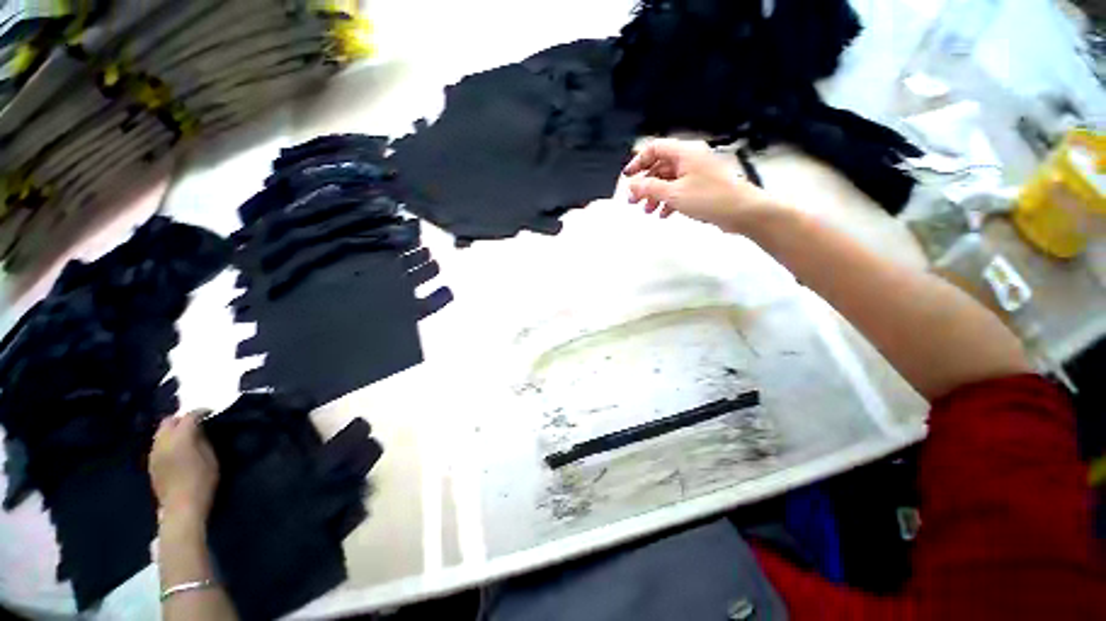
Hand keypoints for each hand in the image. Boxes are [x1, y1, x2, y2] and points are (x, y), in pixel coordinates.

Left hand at [150, 410, 218, 522]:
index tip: (210, 412)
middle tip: (195, 423)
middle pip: (169, 421)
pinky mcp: (151, 463)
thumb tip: (200, 429)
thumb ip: (203, 440)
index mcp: (180, 439)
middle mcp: (163, 442)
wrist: (181, 507)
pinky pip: (158, 444)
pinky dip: (167, 440)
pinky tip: (176, 448)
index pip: (189, 417)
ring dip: (173, 430)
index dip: (200, 412)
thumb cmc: (202, 481)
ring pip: (160, 432)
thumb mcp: (211, 458)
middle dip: (182, 419)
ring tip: (185, 435)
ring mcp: (154, 453)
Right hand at [623, 138, 779, 233]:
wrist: (742, 211)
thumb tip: (631, 186)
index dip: (638, 162)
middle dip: (645, 185)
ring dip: (655, 195)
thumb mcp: (673, 194)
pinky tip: (663, 214)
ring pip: (668, 181)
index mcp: (684, 153)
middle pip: (660, 167)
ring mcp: (697, 173)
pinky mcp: (702, 187)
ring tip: (647, 211)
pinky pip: (679, 190)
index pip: (655, 148)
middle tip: (633, 201)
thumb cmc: (709, 198)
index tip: (627, 178)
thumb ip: (649, 188)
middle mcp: (690, 159)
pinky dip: (668, 201)